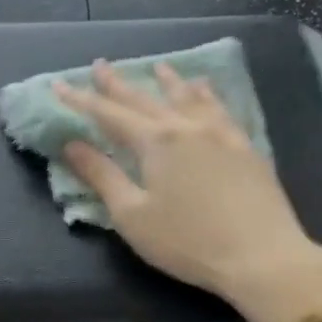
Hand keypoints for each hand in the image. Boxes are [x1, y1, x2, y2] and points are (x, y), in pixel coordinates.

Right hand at [53, 63, 321, 321]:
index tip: (59, 85)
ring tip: (157, 67)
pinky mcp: (245, 146)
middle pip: (145, 99)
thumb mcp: (133, 215)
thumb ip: (102, 176)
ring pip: (188, 97)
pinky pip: (220, 108)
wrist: (262, 256)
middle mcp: (186, 126)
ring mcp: (220, 133)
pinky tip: (206, 90)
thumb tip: (72, 145)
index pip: (108, 114)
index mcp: (155, 141)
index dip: (81, 100)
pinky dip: (206, 94)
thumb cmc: (188, 242)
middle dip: (118, 84)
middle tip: (99, 65)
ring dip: (168, 81)